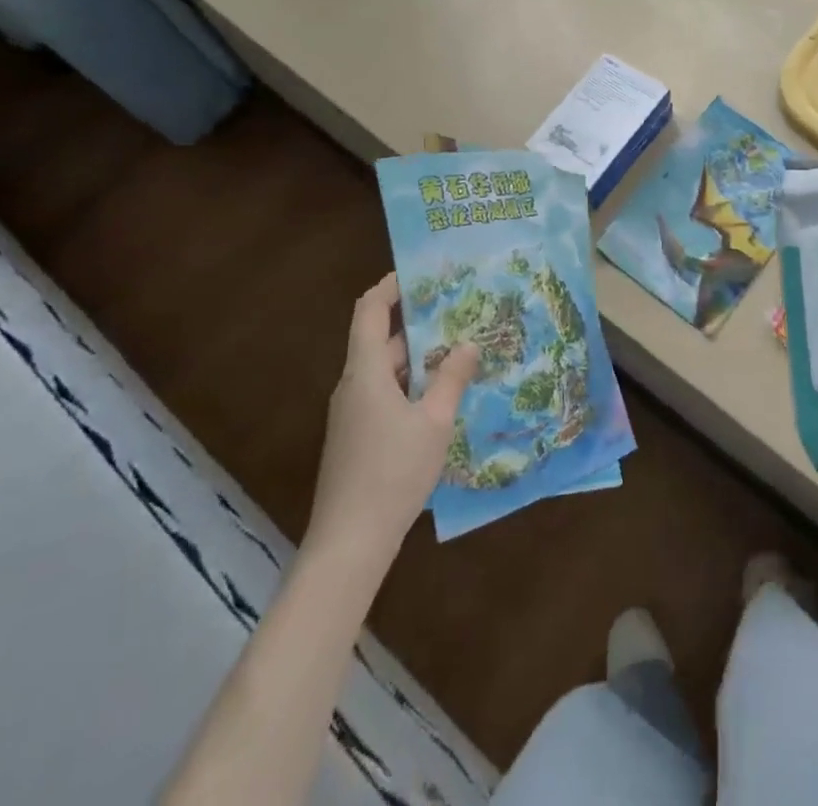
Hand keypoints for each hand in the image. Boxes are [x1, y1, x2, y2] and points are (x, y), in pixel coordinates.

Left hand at [305, 274, 478, 559]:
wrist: (348, 544)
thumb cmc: (392, 473)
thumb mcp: (435, 422)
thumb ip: (452, 379)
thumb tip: (469, 344)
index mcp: (365, 372)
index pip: (369, 310)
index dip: (390, 286)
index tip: (420, 273)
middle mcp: (352, 385)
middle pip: (380, 340)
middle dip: (418, 325)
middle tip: (459, 314)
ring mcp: (351, 414)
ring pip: (385, 370)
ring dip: (418, 359)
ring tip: (460, 352)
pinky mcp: (355, 438)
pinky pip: (384, 395)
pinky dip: (410, 385)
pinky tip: (441, 398)